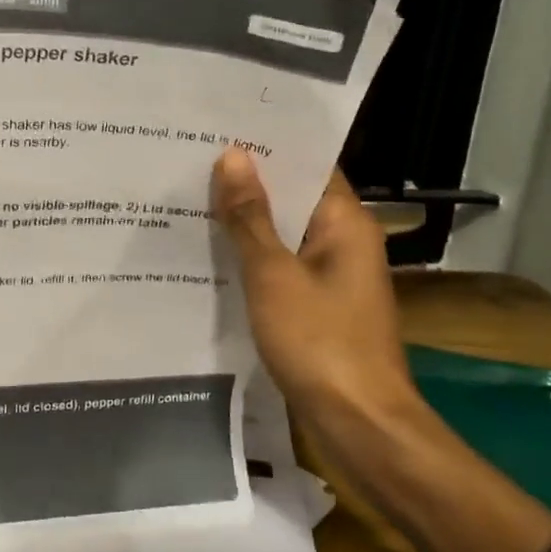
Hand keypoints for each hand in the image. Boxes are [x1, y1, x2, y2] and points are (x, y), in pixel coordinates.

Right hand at [211, 146, 419, 427]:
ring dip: (247, 221)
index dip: (267, 146)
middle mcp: (345, 240)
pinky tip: (212, 253)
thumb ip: (250, 217)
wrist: (359, 422)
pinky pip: (282, 265)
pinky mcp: (319, 305)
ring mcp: (333, 275)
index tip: (219, 129)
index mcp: (345, 222)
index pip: (308, 164)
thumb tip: (233, 156)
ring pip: (285, 233)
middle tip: (192, 161)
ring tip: (191, 198)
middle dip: (248, 182)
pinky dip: (253, 256)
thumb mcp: (273, 275)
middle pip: (294, 197)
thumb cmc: (319, 341)